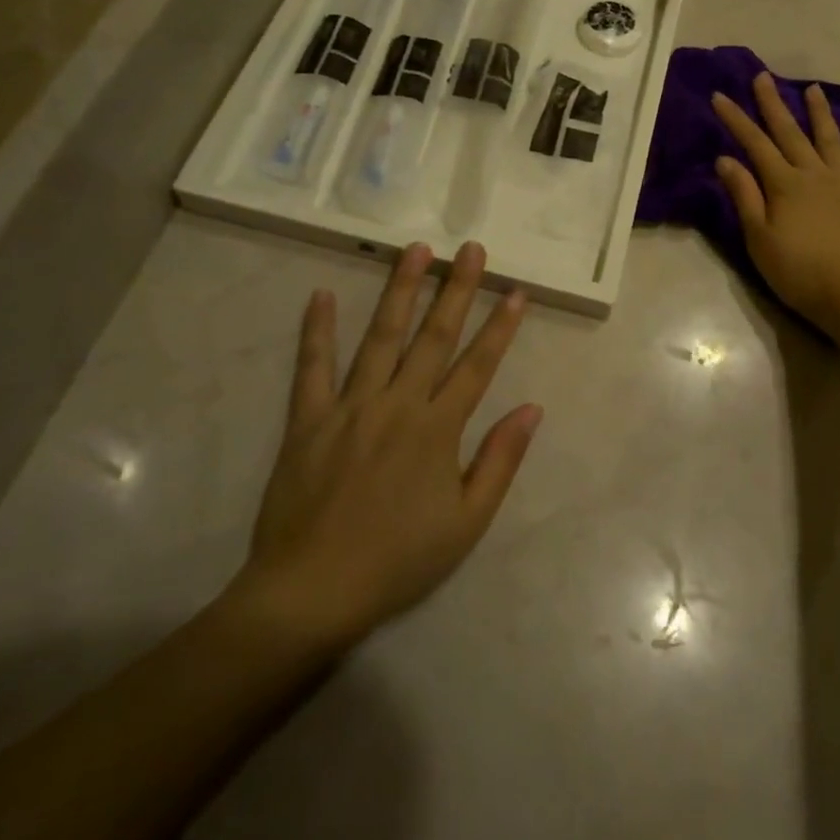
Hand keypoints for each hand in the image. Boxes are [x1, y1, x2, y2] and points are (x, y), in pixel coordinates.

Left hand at [226, 242, 540, 648]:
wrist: (313, 590)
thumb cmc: (399, 559)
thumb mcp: (467, 522)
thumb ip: (500, 460)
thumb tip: (531, 409)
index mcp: (438, 430)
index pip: (478, 365)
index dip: (500, 326)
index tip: (516, 290)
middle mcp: (397, 404)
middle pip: (433, 337)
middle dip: (457, 290)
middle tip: (471, 249)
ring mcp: (350, 407)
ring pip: (380, 337)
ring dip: (400, 291)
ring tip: (415, 250)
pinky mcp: (308, 419)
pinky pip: (313, 367)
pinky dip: (317, 330)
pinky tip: (321, 295)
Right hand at [712, 73, 839, 337]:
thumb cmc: (800, 273)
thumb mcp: (760, 239)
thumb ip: (745, 196)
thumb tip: (726, 159)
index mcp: (785, 185)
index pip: (755, 144)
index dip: (736, 120)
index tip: (720, 95)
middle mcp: (816, 174)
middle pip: (791, 133)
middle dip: (774, 104)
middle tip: (763, 76)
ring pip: (831, 141)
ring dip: (820, 114)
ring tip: (813, 89)